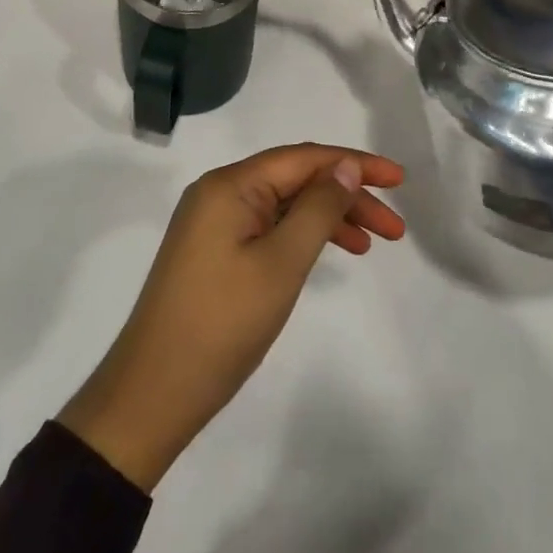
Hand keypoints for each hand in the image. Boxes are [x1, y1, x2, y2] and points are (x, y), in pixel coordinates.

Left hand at [57, 145, 405, 491]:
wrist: (153, 393)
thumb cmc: (222, 324)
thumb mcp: (281, 263)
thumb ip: (318, 208)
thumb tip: (345, 167)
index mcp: (230, 185)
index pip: (304, 158)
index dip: (354, 164)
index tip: (400, 180)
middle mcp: (219, 192)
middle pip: (296, 179)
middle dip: (347, 195)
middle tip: (394, 229)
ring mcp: (213, 223)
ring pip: (284, 205)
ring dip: (329, 218)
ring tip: (371, 244)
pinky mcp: (214, 251)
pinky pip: (268, 227)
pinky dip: (302, 236)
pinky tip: (329, 253)